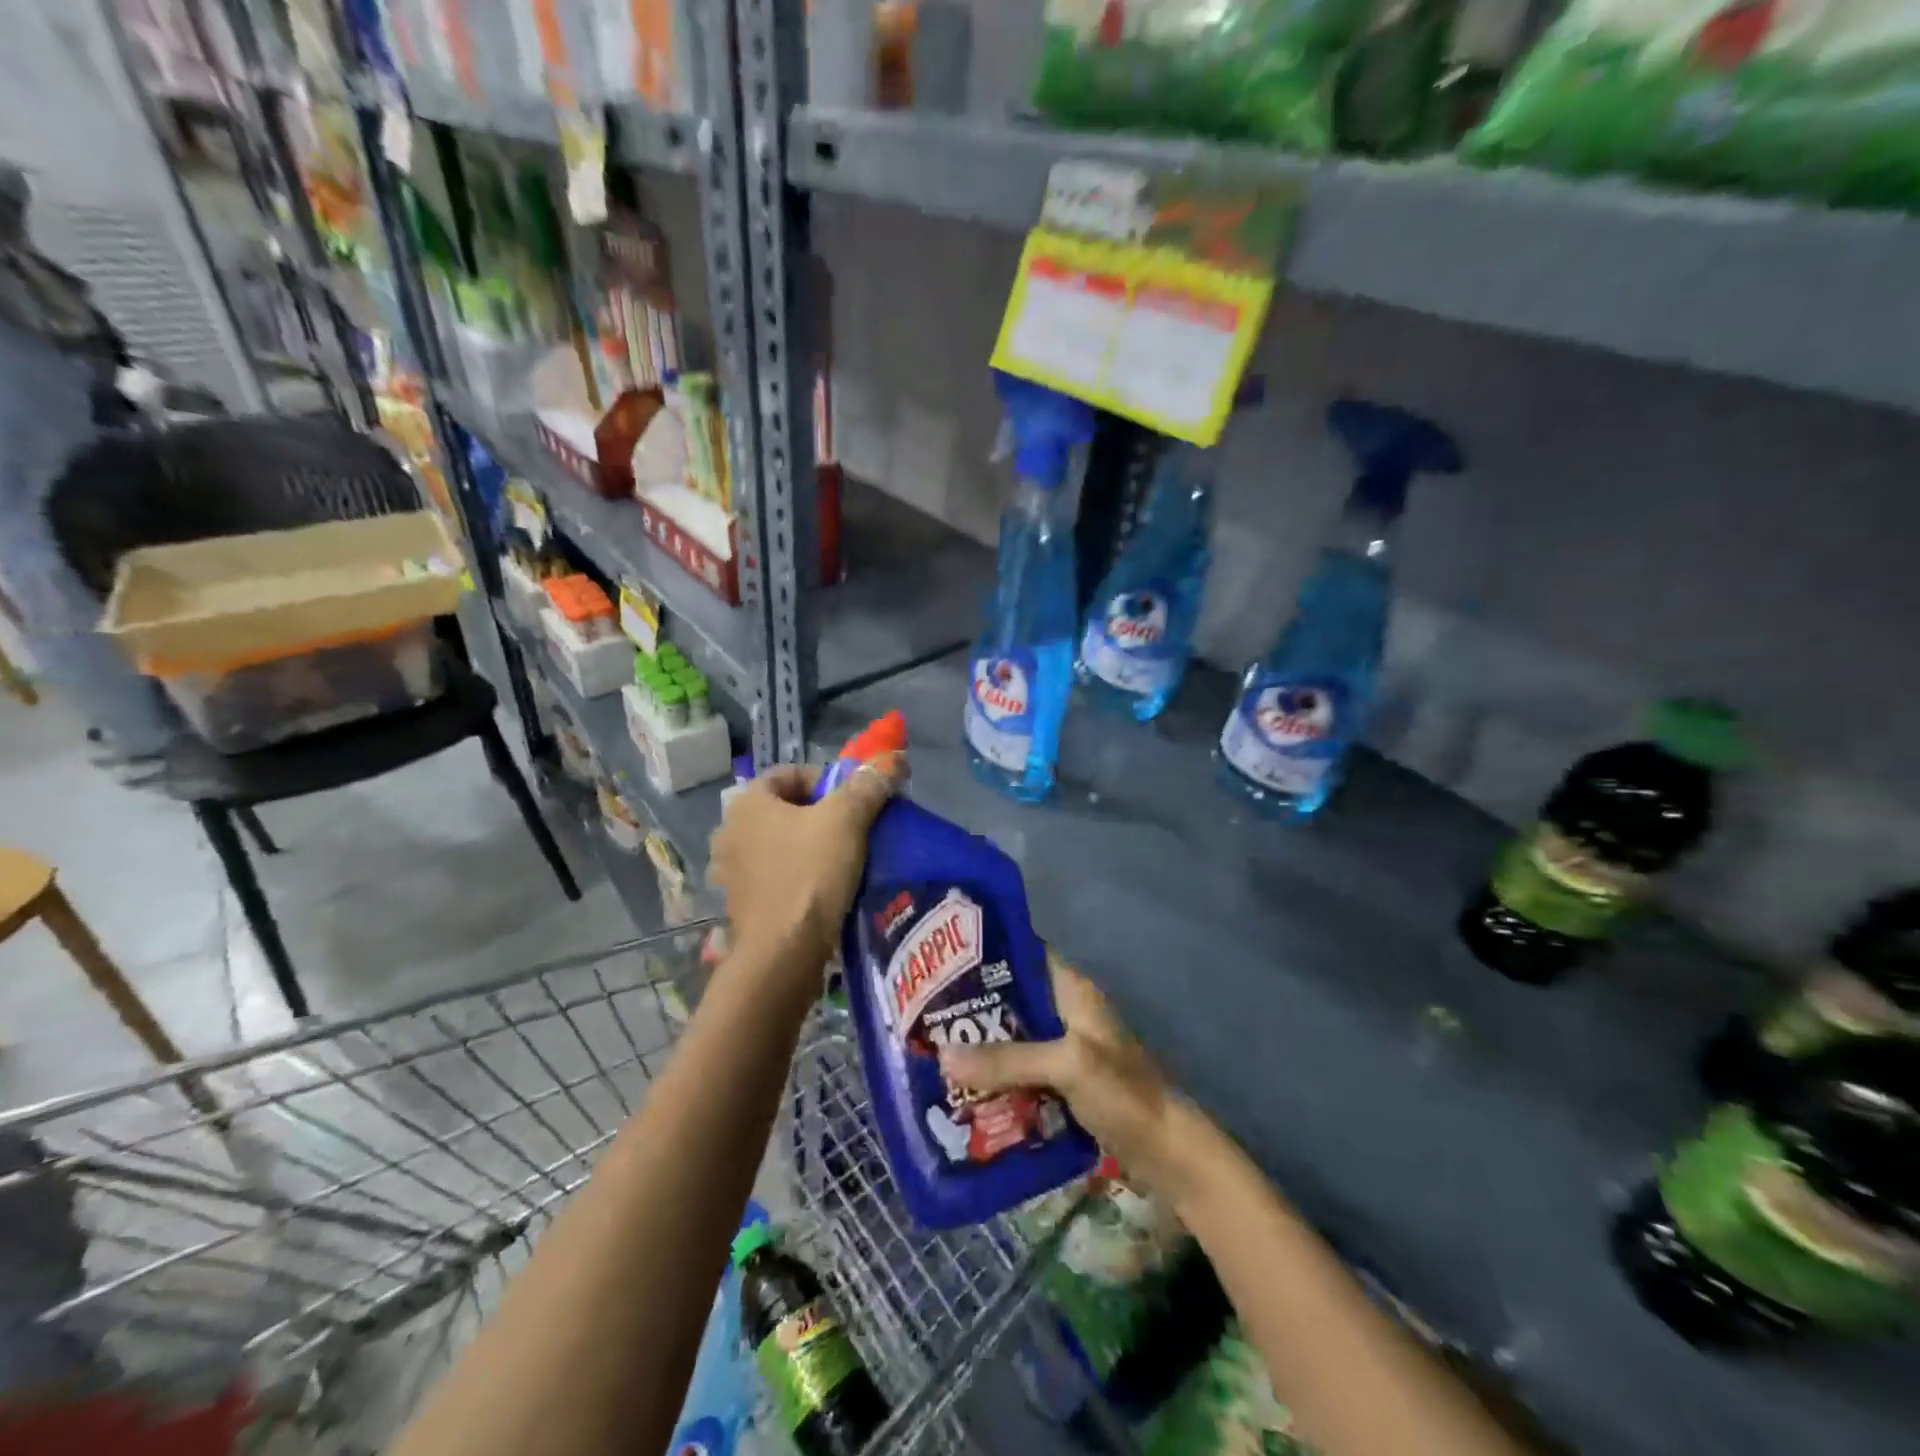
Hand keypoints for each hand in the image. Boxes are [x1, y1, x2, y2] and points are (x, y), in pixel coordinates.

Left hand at [708, 756, 904, 985]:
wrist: (783, 955)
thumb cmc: (810, 875)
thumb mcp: (846, 821)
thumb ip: (869, 785)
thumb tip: (894, 760)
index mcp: (747, 803)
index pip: (788, 773)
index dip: (825, 779)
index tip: (853, 800)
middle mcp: (730, 832)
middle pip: (784, 810)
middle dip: (820, 814)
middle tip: (854, 829)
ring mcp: (731, 872)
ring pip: (780, 845)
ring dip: (809, 847)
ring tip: (844, 861)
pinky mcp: (742, 906)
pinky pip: (775, 877)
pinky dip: (798, 876)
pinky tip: (825, 890)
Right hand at [939, 955, 1186, 1191]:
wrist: (1169, 1154)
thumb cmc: (1124, 1094)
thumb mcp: (1067, 1066)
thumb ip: (1007, 1060)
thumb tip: (942, 1056)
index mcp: (1072, 991)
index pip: (1024, 954)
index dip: (986, 953)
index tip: (942, 961)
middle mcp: (1066, 1014)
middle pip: (1013, 1001)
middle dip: (974, 1008)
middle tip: (926, 1014)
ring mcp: (1066, 1051)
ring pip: (1014, 1039)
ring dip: (982, 1048)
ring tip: (934, 1052)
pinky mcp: (1063, 1086)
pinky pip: (1021, 1074)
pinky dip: (997, 1079)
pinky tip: (966, 1090)